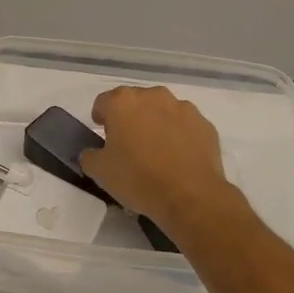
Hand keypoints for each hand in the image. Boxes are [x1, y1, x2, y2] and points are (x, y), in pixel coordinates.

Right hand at [80, 86, 235, 232]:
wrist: (190, 196)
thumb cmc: (138, 178)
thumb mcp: (99, 171)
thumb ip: (89, 155)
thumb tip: (93, 152)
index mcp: (123, 102)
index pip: (103, 102)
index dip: (100, 118)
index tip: (103, 136)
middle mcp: (154, 96)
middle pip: (135, 102)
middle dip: (129, 119)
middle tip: (128, 145)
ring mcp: (183, 108)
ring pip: (162, 111)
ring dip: (155, 124)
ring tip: (156, 152)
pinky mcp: (204, 124)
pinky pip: (184, 125)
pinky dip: (178, 135)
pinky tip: (177, 159)